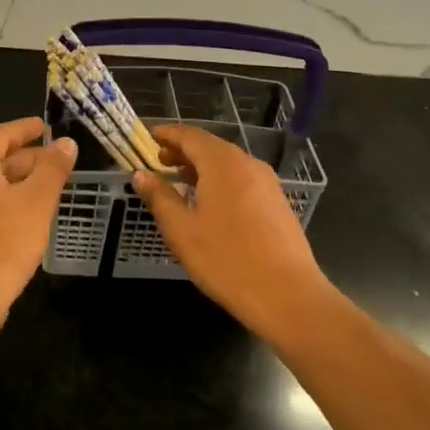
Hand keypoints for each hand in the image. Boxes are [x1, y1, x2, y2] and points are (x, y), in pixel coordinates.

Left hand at [0, 117, 76, 318]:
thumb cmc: (2, 242)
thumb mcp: (37, 201)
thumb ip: (53, 168)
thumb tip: (65, 143)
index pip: (0, 134)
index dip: (25, 129)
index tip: (45, 127)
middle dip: (24, 158)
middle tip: (54, 162)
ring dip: (15, 181)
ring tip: (45, 188)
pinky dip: (1, 201)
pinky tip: (23, 216)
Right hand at [132, 123, 330, 335]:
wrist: (288, 295)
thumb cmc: (226, 260)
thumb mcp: (182, 230)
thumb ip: (159, 197)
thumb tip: (141, 175)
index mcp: (222, 163)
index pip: (190, 136)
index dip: (168, 134)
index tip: (150, 136)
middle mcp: (247, 163)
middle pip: (211, 146)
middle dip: (184, 150)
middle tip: (161, 161)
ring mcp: (267, 182)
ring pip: (228, 163)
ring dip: (203, 166)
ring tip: (182, 181)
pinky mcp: (278, 202)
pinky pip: (243, 179)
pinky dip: (221, 180)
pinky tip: (212, 203)